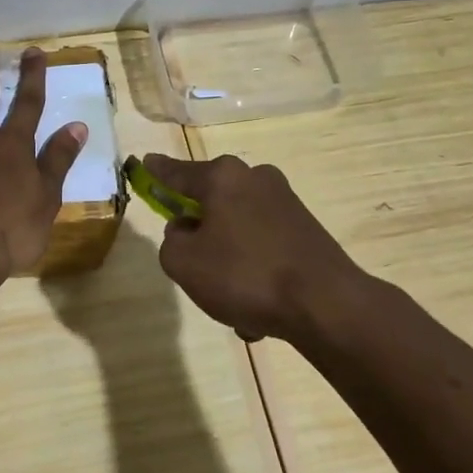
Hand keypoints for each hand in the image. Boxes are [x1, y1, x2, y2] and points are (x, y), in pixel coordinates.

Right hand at [144, 153, 365, 341]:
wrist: (326, 305)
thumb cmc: (244, 275)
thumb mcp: (183, 263)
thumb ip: (171, 240)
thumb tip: (186, 230)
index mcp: (222, 177)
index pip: (177, 172)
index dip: (157, 172)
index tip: (145, 162)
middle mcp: (255, 179)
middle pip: (211, 201)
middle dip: (200, 233)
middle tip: (195, 268)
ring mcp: (285, 202)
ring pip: (238, 230)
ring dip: (229, 261)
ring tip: (233, 304)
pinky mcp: (306, 229)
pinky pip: (263, 248)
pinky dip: (255, 272)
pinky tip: (259, 310)